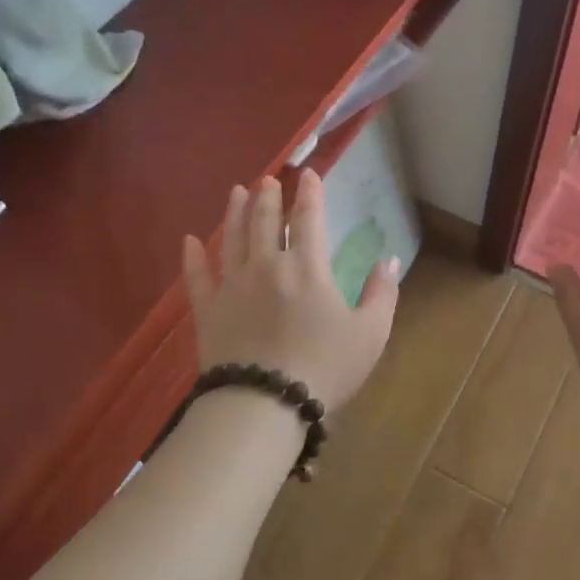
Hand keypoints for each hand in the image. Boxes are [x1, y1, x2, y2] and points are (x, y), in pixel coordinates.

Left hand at [182, 170, 399, 411]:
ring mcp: (232, 286)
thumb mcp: (370, 333)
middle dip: (268, 197)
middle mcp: (266, 266)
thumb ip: (382, 293)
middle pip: (264, 221)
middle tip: (268, 180)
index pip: (308, 219)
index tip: (308, 175)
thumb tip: (390, 259)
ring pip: (232, 239)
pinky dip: (192, 257)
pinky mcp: (208, 311)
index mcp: (307, 267)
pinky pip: (196, 277)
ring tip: (236, 192)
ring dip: (234, 212)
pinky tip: (189, 241)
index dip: (310, 194)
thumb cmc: (324, 367)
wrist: (264, 403)